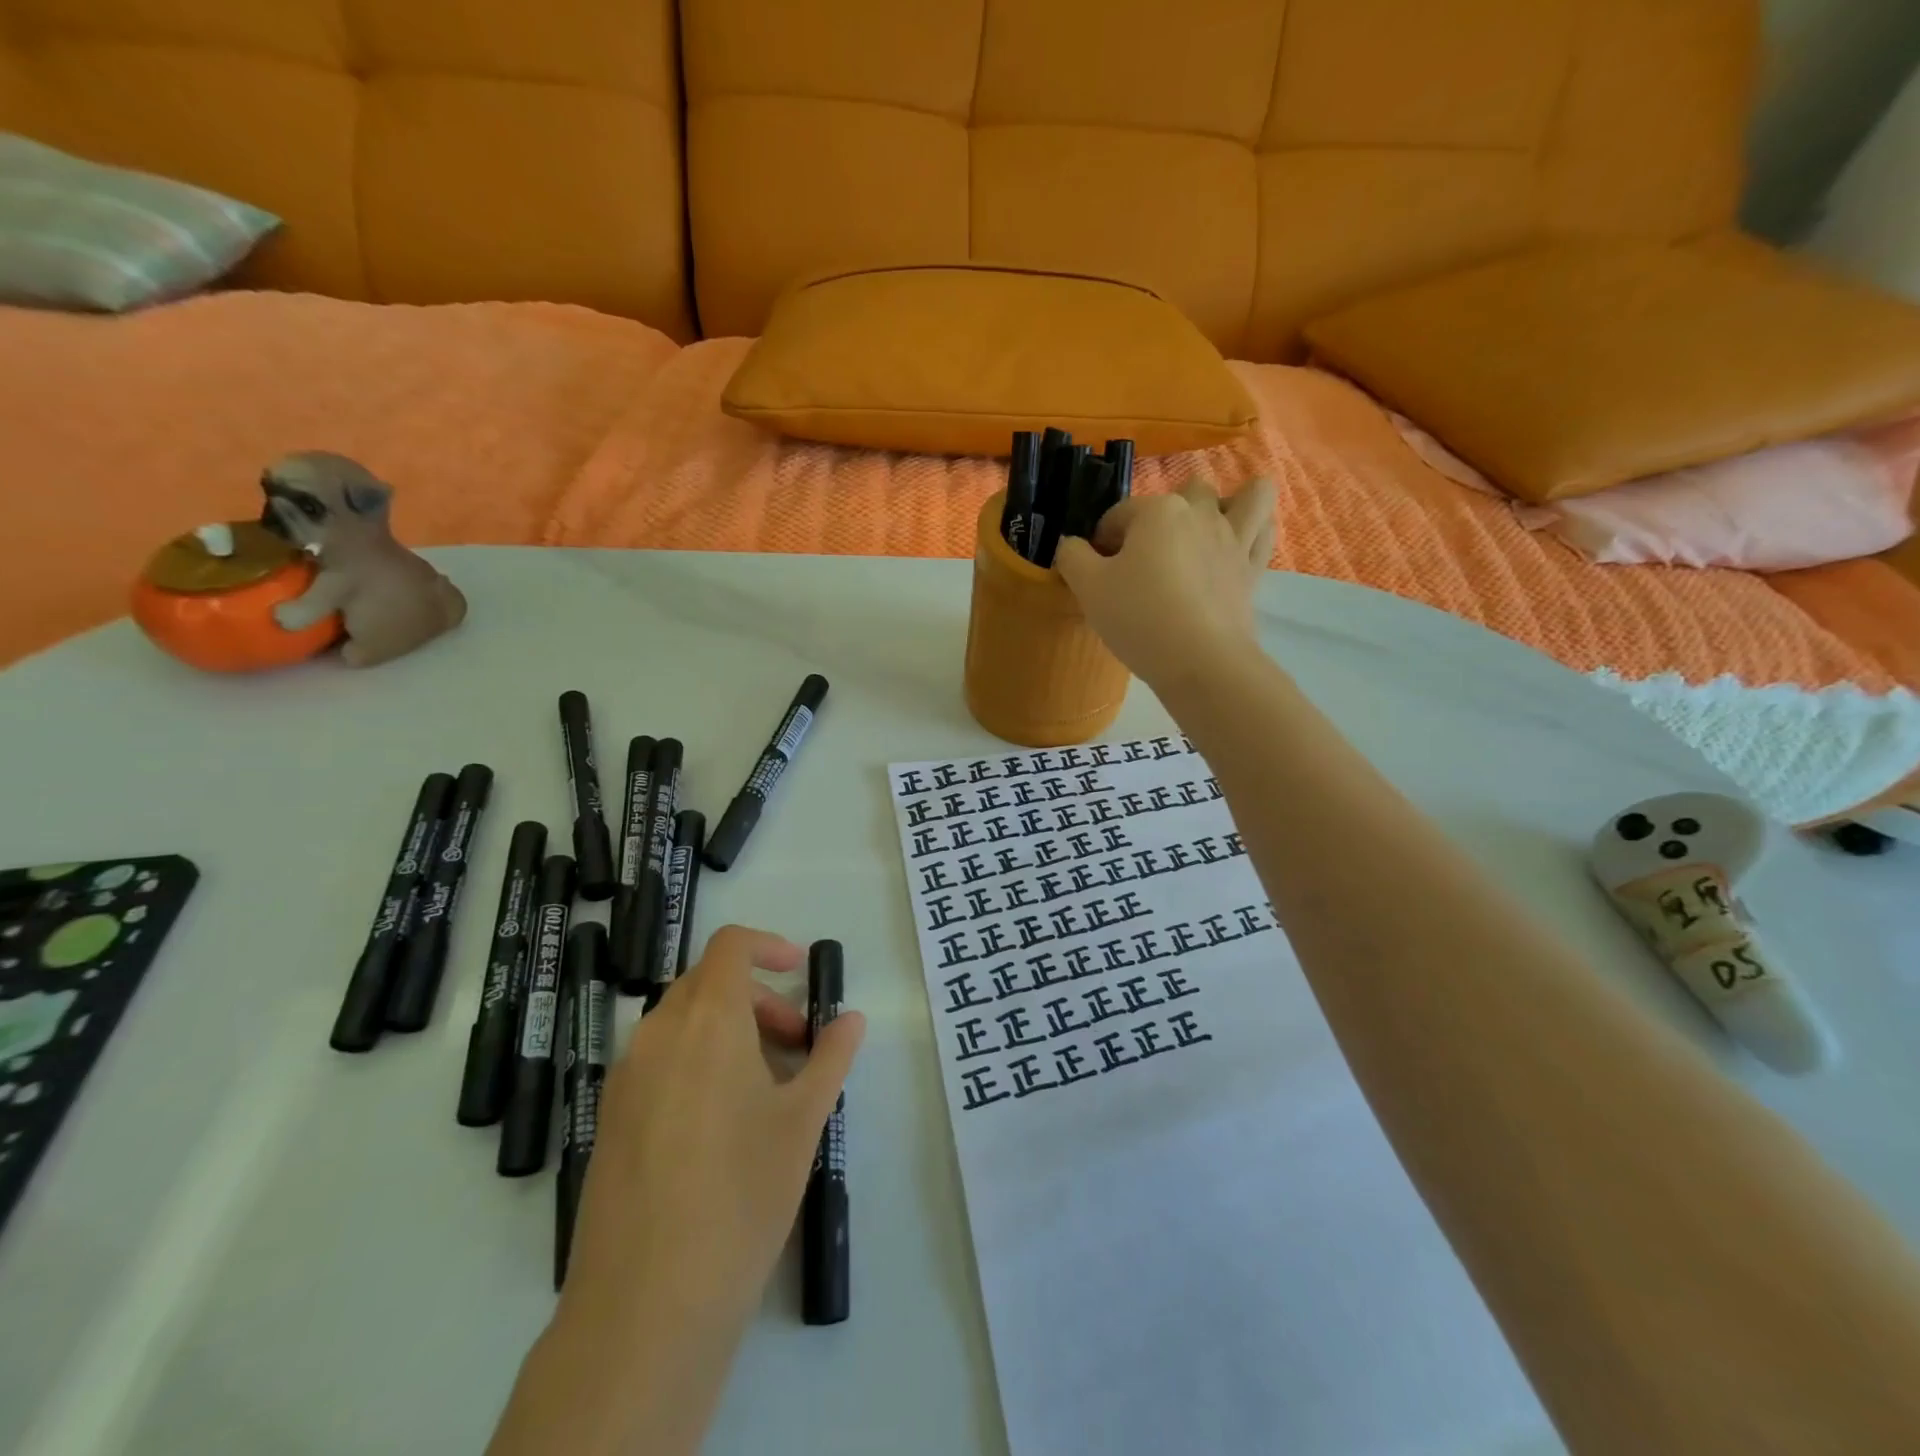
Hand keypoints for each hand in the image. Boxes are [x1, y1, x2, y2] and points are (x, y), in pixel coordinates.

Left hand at [556, 925, 864, 1350]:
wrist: (647, 1303)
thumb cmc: (742, 1193)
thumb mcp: (803, 1120)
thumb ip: (830, 1057)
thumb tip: (852, 1019)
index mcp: (707, 1021)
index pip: (729, 946)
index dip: (768, 946)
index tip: (799, 971)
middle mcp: (658, 1035)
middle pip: (708, 983)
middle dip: (757, 998)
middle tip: (795, 1044)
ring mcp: (626, 1078)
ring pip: (681, 1023)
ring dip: (727, 1031)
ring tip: (764, 1088)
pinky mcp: (610, 1118)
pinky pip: (658, 1062)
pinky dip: (696, 1062)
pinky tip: (720, 1124)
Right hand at [1054, 477, 1276, 690]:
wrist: (1199, 661)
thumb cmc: (1138, 618)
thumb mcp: (1088, 588)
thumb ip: (1072, 557)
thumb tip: (1072, 545)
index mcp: (1157, 510)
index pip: (1118, 515)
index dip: (1100, 543)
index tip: (1096, 575)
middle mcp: (1200, 513)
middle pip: (1179, 496)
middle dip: (1160, 518)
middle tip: (1144, 559)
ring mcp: (1233, 538)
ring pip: (1245, 496)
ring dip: (1228, 502)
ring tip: (1206, 529)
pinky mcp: (1252, 568)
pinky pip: (1264, 531)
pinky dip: (1255, 528)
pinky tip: (1238, 542)